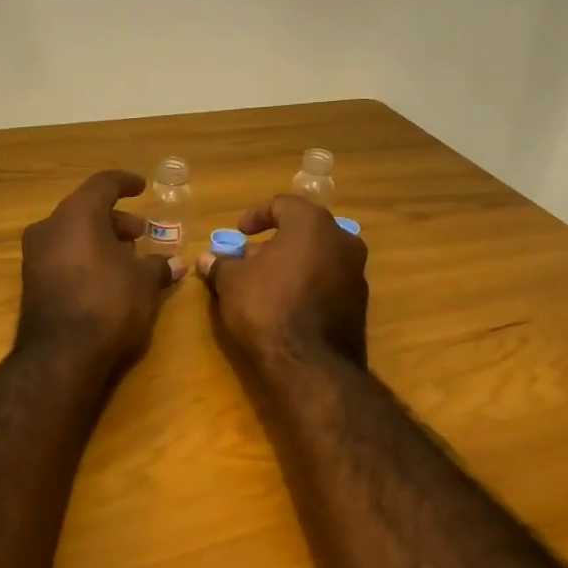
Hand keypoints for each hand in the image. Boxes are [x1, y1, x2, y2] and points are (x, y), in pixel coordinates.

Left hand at [15, 170, 185, 368]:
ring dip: (100, 239)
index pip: (103, 184)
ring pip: (72, 233)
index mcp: (77, 214)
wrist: (61, 355)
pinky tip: (106, 277)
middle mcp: (50, 227)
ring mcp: (35, 255)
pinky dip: (84, 256)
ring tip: (127, 257)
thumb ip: (159, 266)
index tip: (141, 187)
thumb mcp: (144, 283)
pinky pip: (62, 255)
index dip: (125, 182)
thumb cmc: (109, 303)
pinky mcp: (31, 281)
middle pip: (86, 209)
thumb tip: (177, 263)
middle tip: (140, 233)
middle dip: (116, 219)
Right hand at [200, 196, 367, 366]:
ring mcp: (356, 272)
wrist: (310, 364)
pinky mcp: (359, 303)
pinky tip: (286, 304)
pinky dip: (307, 283)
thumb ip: (221, 264)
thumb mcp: (232, 282)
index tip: (239, 233)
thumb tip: (207, 259)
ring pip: (319, 256)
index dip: (256, 215)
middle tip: (250, 259)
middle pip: (304, 230)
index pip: (283, 204)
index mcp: (312, 224)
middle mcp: (342, 240)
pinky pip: (328, 281)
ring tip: (265, 283)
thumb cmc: (267, 307)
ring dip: (292, 263)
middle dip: (274, 242)